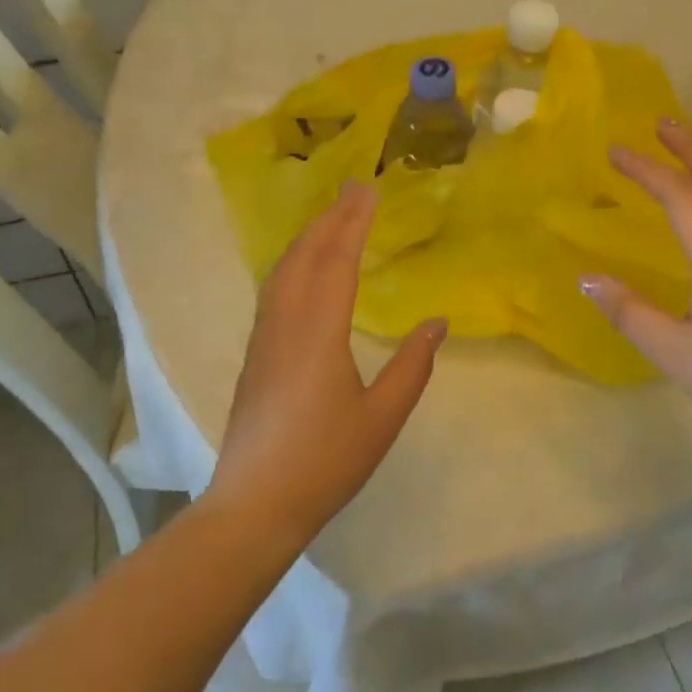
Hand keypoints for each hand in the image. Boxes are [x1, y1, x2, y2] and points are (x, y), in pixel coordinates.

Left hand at [208, 181, 446, 546]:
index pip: (338, 262)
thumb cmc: (325, 462)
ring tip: (332, 216)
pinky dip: (294, 261)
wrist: (255, 504)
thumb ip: (413, 366)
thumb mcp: (383, 418)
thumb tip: (437, 322)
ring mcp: (264, 336)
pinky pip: (274, 288)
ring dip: (309, 236)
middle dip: (331, 218)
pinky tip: (303, 266)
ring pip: (284, 270)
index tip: (369, 190)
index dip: (354, 223)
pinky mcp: (255, 352)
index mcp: (319, 333)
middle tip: (355, 188)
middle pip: (306, 255)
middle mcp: (286, 323)